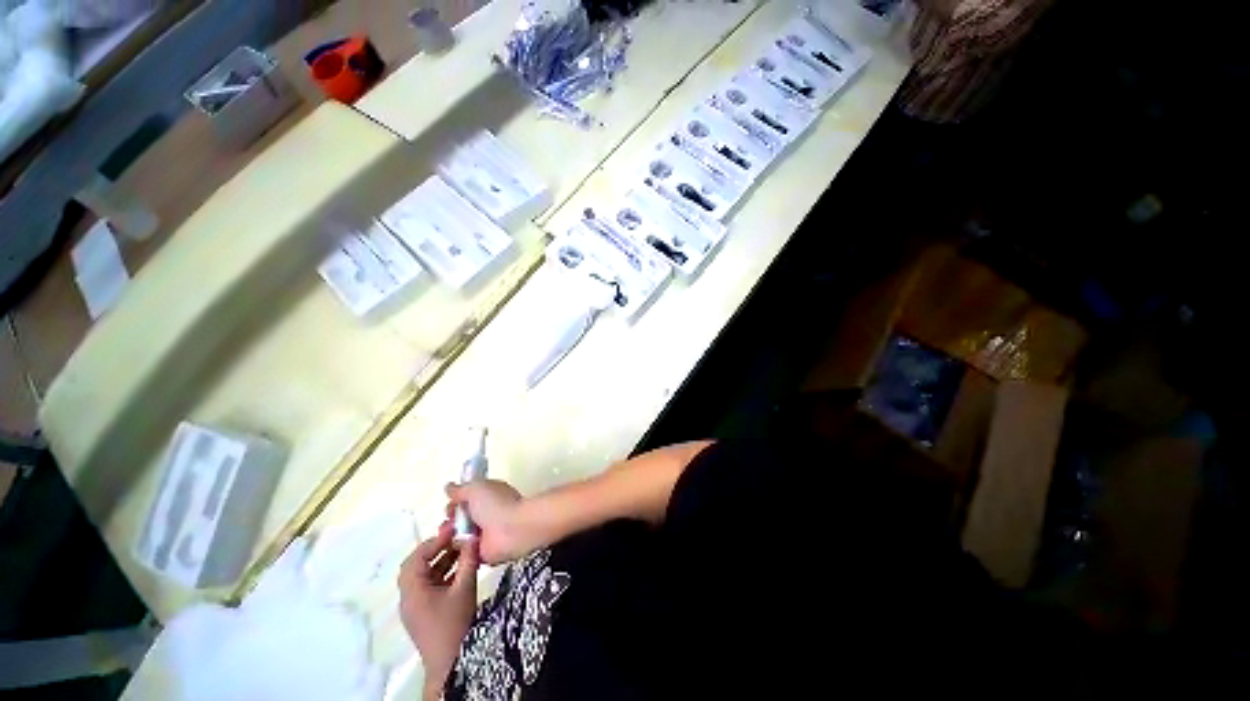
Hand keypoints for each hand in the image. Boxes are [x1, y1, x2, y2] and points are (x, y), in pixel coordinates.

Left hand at [398, 522, 478, 698]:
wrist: (450, 661)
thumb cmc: (455, 622)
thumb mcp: (465, 588)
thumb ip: (468, 560)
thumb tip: (472, 536)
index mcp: (413, 590)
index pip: (417, 557)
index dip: (435, 541)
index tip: (453, 529)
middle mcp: (409, 595)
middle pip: (417, 564)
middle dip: (437, 548)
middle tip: (456, 536)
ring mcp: (415, 604)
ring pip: (424, 574)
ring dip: (441, 560)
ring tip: (462, 548)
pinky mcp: (423, 611)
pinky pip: (429, 584)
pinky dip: (442, 572)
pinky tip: (460, 568)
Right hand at [445, 480, 530, 564]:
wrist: (513, 529)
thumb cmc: (497, 504)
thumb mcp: (476, 489)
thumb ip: (461, 489)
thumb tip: (449, 487)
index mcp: (487, 496)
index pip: (466, 500)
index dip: (454, 504)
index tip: (449, 508)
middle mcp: (486, 514)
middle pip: (460, 519)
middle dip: (449, 522)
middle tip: (446, 526)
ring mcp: (484, 534)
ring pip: (459, 537)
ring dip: (451, 537)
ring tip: (449, 537)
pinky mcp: (482, 553)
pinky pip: (464, 553)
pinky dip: (458, 552)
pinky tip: (454, 549)